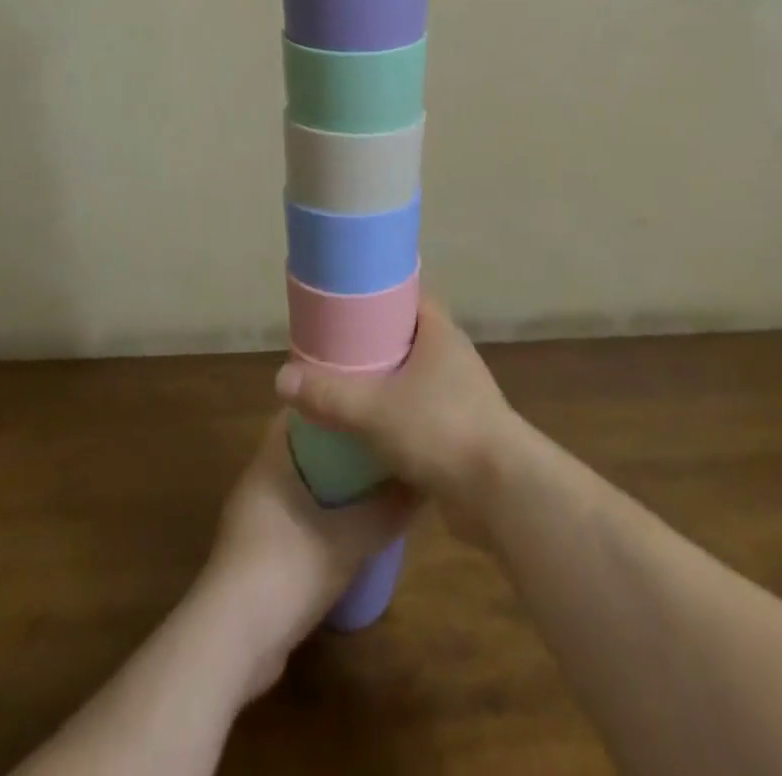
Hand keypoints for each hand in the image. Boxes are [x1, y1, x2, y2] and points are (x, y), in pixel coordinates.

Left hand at [200, 413, 416, 697]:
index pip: (303, 409)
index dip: (335, 398)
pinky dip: (322, 514)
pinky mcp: (256, 554)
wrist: (231, 646)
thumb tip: (425, 482)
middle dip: (342, 441)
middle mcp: (259, 480)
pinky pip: (296, 516)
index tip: (369, 394)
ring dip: (333, 481)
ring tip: (375, 478)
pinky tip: (352, 527)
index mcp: (271, 460)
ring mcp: (254, 519)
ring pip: (301, 483)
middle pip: (304, 446)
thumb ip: (388, 509)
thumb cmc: (287, 569)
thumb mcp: (350, 539)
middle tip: (382, 436)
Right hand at [273, 299, 520, 515]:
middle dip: (375, 340)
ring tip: (346, 387)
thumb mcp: (373, 410)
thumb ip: (328, 395)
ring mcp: (462, 394)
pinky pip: (423, 412)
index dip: (380, 291)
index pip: (410, 294)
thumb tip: (281, 378)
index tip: (346, 298)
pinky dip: (399, 416)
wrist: (500, 491)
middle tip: (335, 346)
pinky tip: (370, 431)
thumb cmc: (440, 429)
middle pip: (410, 335)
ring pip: (416, 377)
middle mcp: (454, 356)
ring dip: (387, 382)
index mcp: (440, 333)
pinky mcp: (463, 431)